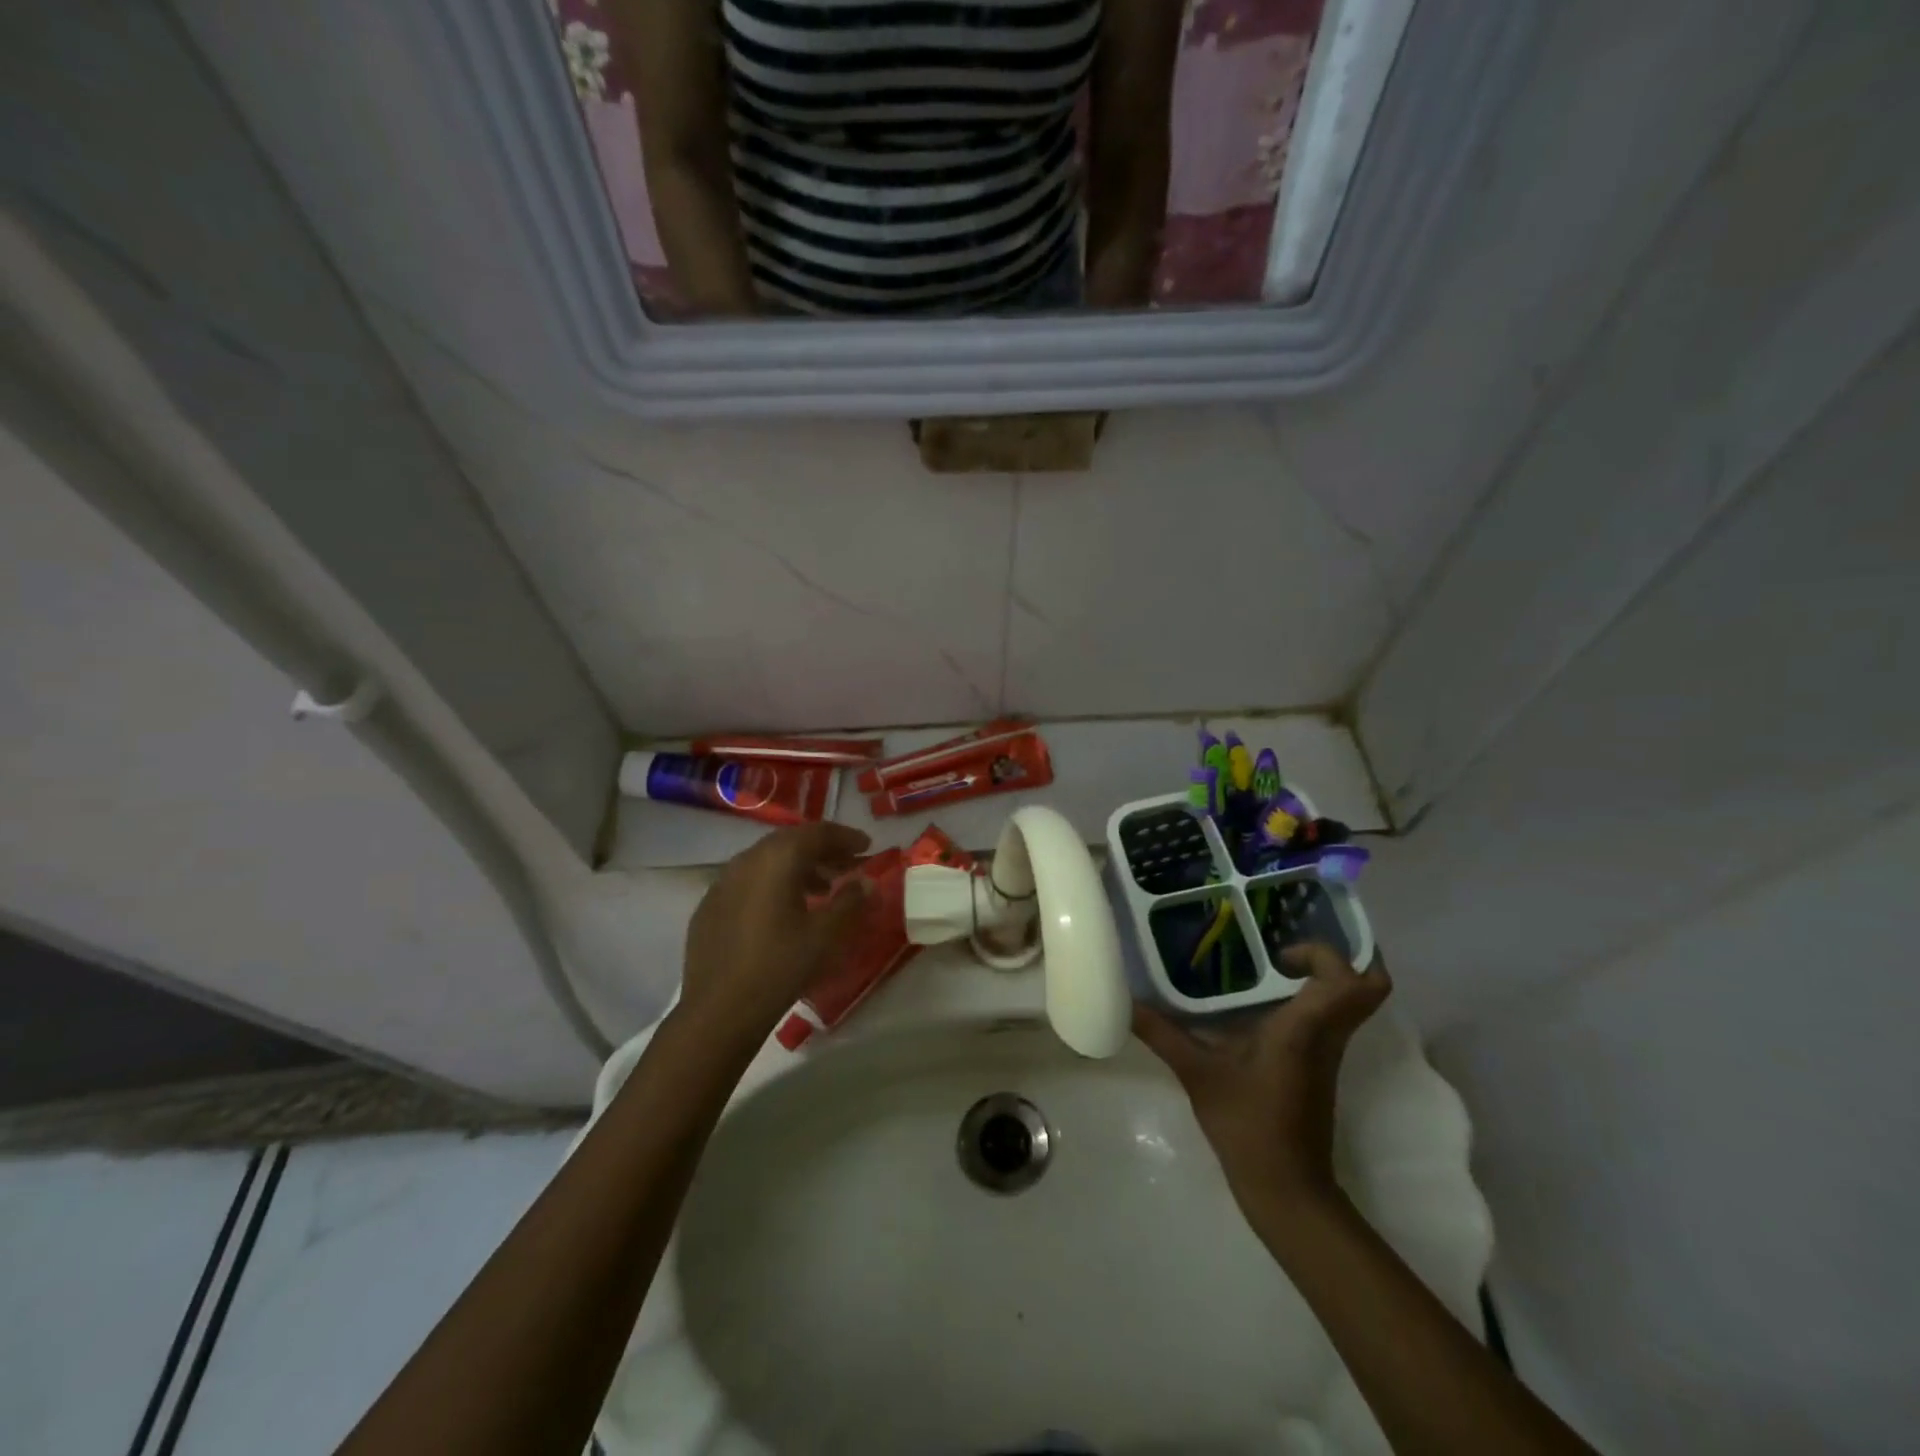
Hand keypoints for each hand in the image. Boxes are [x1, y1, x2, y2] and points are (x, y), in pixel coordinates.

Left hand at [671, 822, 871, 1052]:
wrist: (719, 1010)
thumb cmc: (781, 965)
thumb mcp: (827, 934)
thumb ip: (851, 901)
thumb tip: (866, 882)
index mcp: (777, 858)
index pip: (817, 833)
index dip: (846, 837)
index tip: (867, 846)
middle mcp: (747, 860)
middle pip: (790, 842)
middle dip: (822, 850)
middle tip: (847, 866)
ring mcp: (722, 883)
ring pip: (767, 861)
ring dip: (798, 868)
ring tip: (821, 890)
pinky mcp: (709, 907)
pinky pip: (748, 882)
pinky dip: (772, 885)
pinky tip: (782, 911)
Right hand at [1133, 944, 1390, 1218]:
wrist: (1287, 1190)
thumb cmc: (1248, 1126)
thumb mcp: (1198, 1075)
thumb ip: (1163, 1035)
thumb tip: (1126, 1003)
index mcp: (1305, 1030)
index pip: (1351, 981)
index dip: (1326, 953)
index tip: (1280, 954)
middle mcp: (1327, 1036)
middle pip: (1369, 987)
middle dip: (1338, 958)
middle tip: (1288, 949)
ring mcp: (1328, 1054)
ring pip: (1351, 1004)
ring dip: (1324, 978)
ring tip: (1271, 966)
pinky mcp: (1320, 1069)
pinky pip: (1331, 1021)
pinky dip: (1311, 1003)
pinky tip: (1263, 1005)